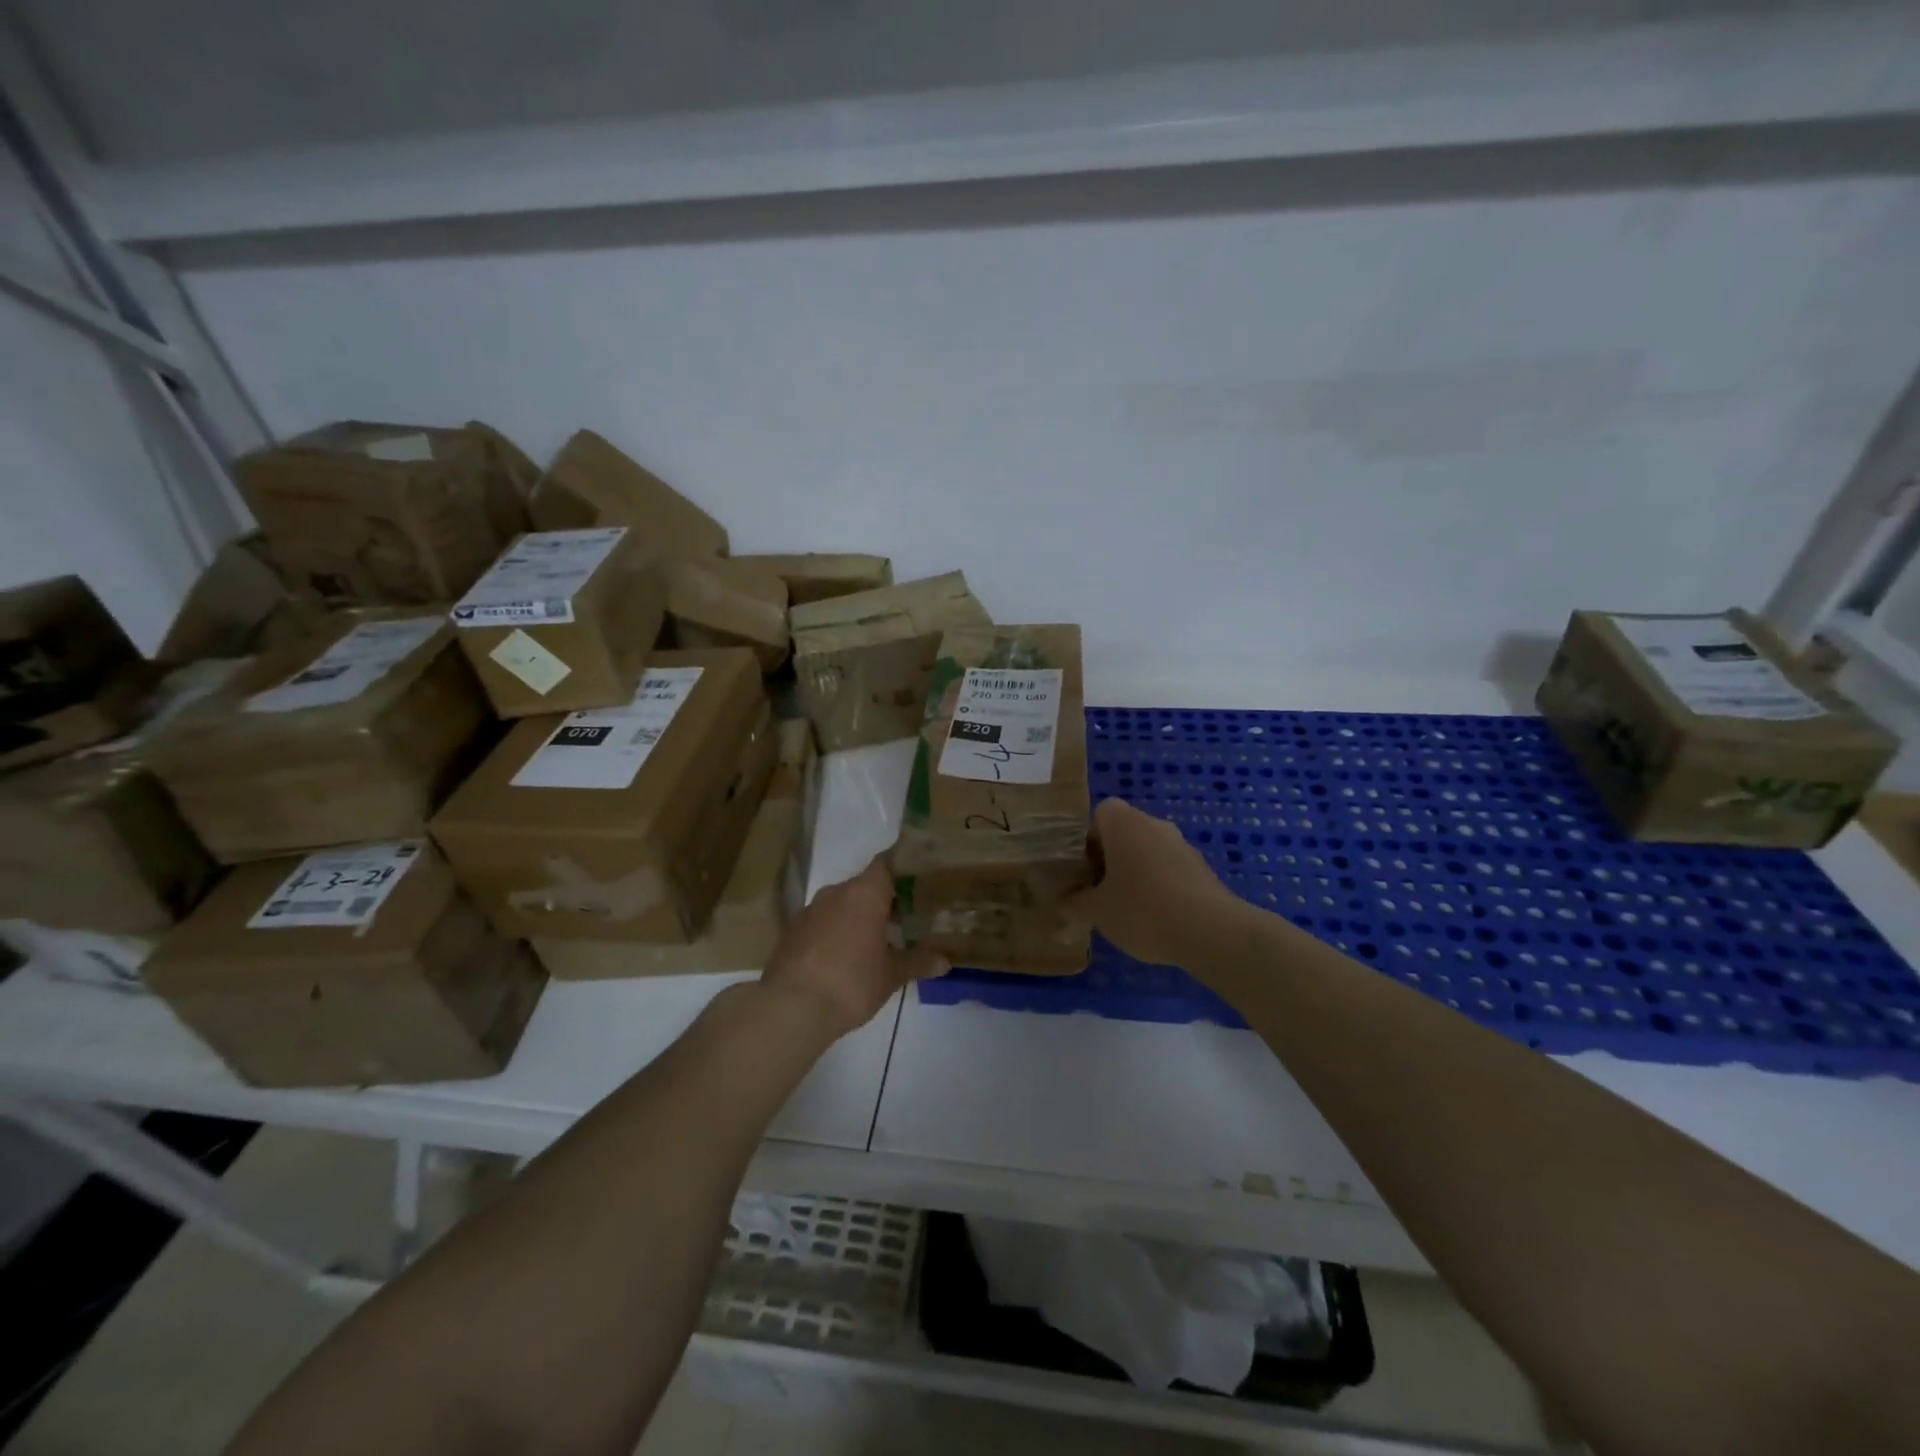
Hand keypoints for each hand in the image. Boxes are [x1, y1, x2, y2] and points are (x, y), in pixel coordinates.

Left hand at [762, 858, 947, 1036]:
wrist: (791, 1008)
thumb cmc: (851, 982)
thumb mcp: (891, 974)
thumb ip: (918, 962)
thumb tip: (945, 961)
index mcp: (864, 892)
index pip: (888, 863)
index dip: (905, 868)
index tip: (921, 879)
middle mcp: (836, 892)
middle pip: (865, 886)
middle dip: (885, 901)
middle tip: (907, 918)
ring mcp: (809, 911)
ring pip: (842, 905)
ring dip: (859, 918)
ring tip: (878, 941)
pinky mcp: (791, 932)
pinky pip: (822, 923)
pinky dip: (836, 933)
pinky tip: (846, 957)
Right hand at [1063, 798, 1241, 967]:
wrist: (1211, 932)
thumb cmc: (1143, 910)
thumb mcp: (1098, 911)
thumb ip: (1076, 904)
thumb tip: (1063, 904)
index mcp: (1125, 823)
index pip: (1100, 813)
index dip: (1088, 839)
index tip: (1084, 870)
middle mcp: (1155, 824)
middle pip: (1124, 833)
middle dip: (1110, 859)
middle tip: (1099, 892)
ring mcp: (1182, 845)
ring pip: (1148, 852)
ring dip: (1135, 873)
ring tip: (1126, 910)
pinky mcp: (1202, 869)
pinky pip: (1169, 870)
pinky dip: (1159, 887)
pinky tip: (1156, 919)